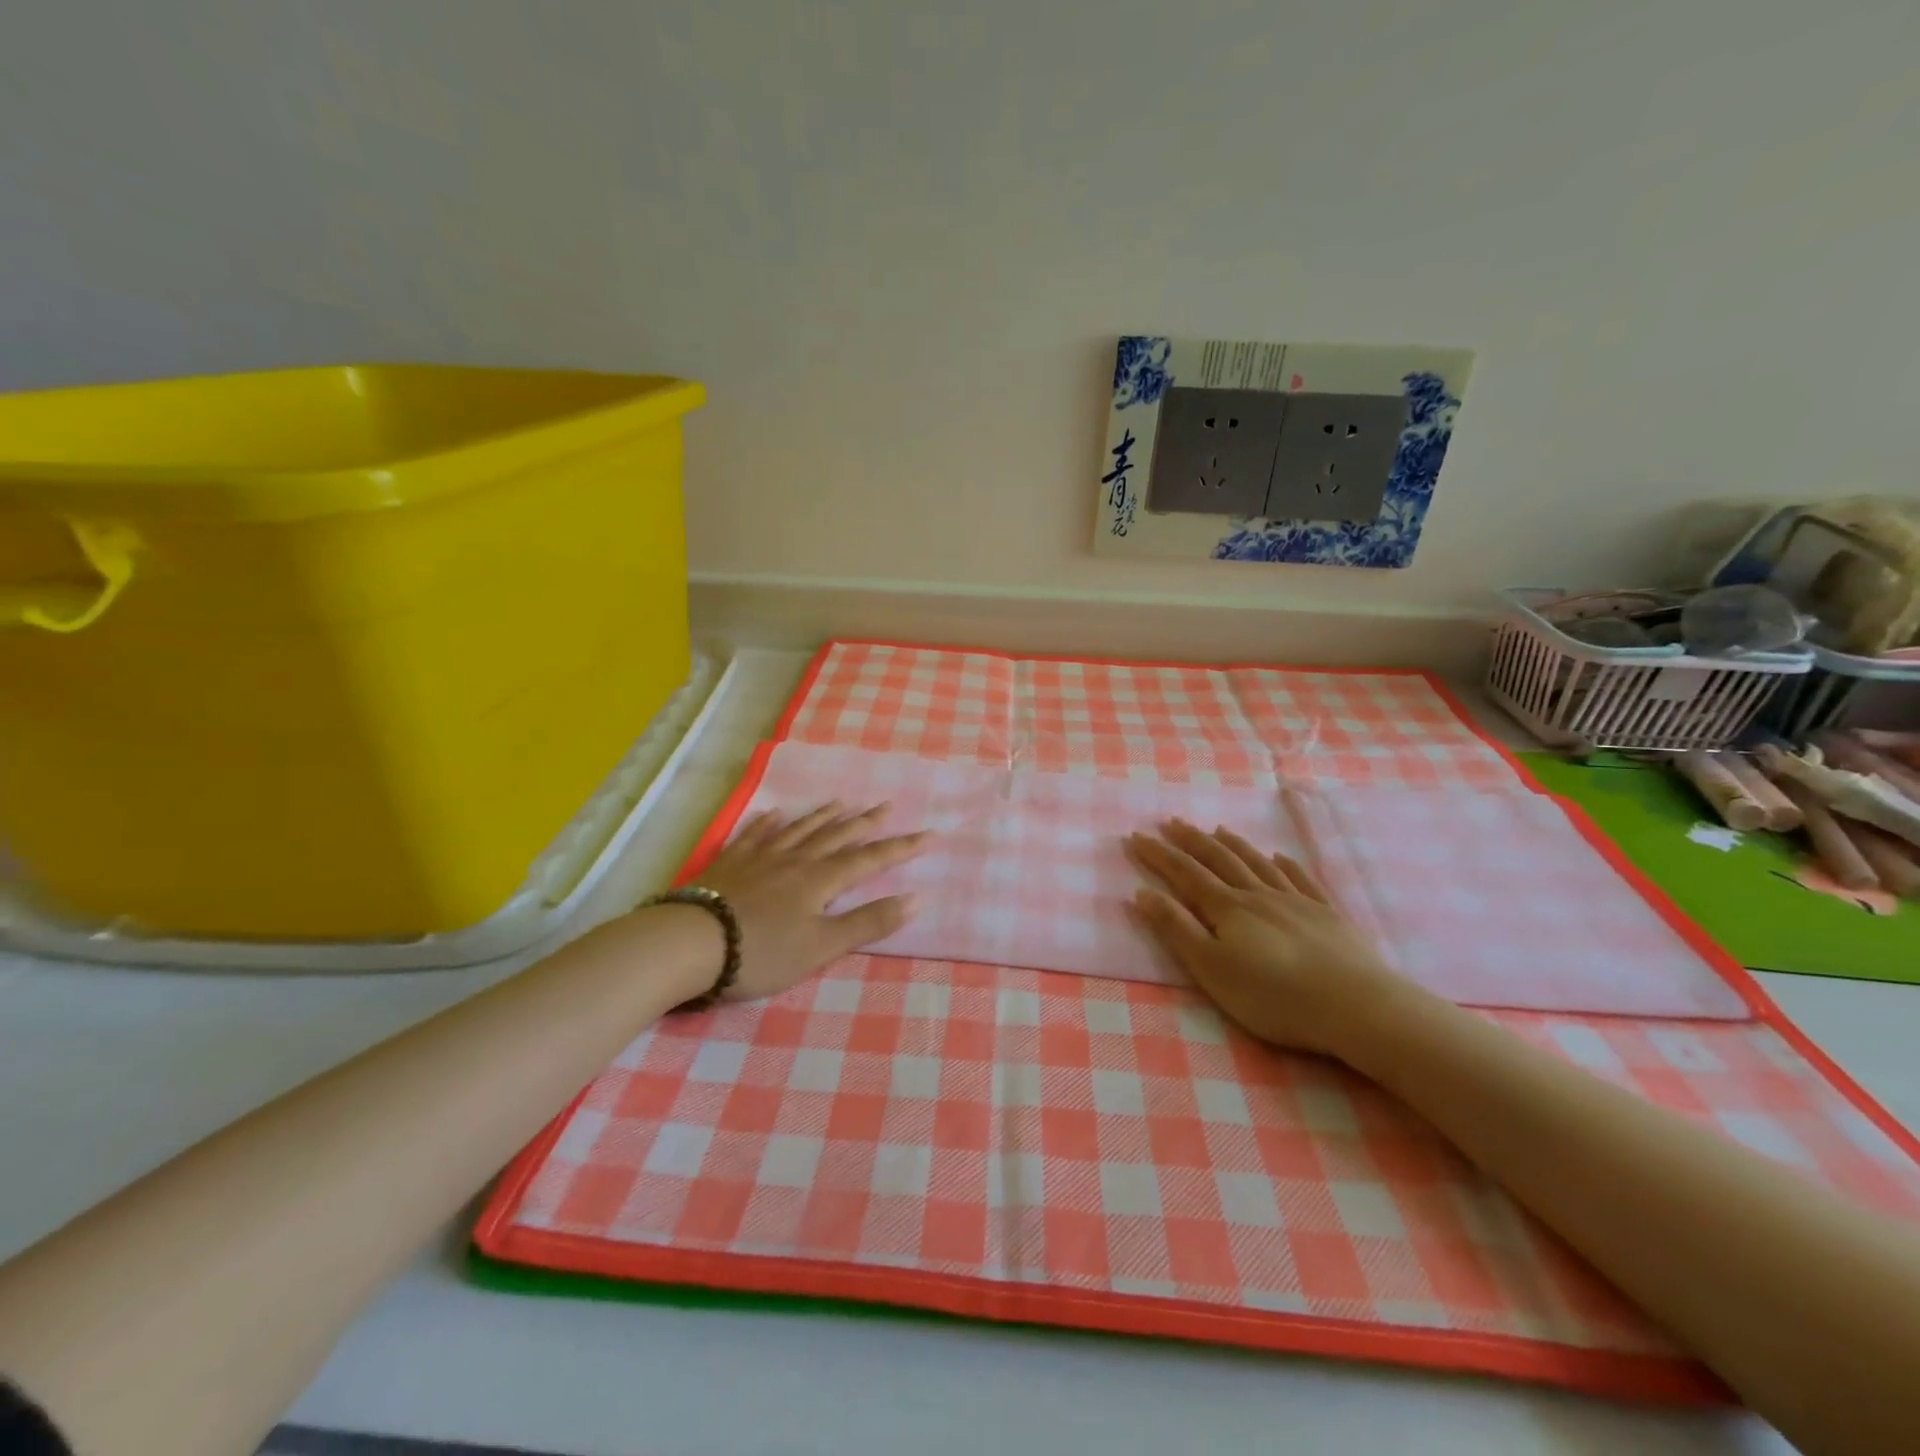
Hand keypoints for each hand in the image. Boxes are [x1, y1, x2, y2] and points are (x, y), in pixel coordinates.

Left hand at [692, 802, 929, 1000]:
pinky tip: (774, 814)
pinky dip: (768, 823)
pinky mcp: (731, 863)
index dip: (900, 848)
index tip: (928, 834)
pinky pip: (755, 835)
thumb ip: (867, 923)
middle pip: (837, 836)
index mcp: (821, 880)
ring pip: (799, 830)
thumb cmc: (762, 951)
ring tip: (841, 802)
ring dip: (823, 816)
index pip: (870, 860)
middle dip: (866, 823)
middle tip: (887, 806)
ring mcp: (761, 857)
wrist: (692, 942)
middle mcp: (795, 860)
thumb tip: (915, 899)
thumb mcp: (821, 947)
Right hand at [1125, 819, 1417, 1058]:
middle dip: (1191, 840)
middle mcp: (1258, 895)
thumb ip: (1177, 929)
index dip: (1159, 854)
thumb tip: (1142, 892)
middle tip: (1171, 822)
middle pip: (1220, 859)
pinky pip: (1301, 879)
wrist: (1355, 1005)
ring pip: (1258, 863)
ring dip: (1234, 844)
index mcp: (1227, 908)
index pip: (1185, 873)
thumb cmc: (1273, 995)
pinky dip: (1285, 865)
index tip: (1136, 836)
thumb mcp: (1211, 968)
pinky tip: (1279, 856)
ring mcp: (1296, 902)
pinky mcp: (1327, 915)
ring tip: (1217, 828)